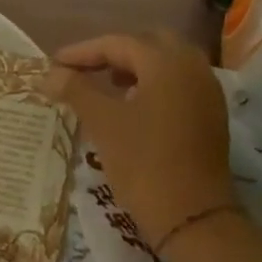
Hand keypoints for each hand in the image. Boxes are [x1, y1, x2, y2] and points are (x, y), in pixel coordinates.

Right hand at [44, 30, 235, 252]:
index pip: (118, 43)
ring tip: (106, 87)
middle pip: (148, 44)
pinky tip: (132, 106)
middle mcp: (192, 68)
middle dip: (113, 53)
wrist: (192, 217)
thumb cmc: (143, 163)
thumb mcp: (103, 123)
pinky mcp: (210, 115)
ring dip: (135, 68)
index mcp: (167, 63)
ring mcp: (207, 92)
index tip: (54, 64)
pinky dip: (153, 85)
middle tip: (84, 70)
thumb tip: (50, 73)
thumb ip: (75, 90)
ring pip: (166, 64)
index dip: (83, 52)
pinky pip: (178, 84)